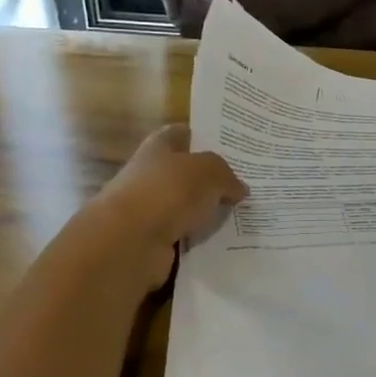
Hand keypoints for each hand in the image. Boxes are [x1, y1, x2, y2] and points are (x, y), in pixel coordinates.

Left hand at [83, 124, 246, 287]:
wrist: (130, 242)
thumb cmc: (168, 192)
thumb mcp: (210, 172)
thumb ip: (227, 176)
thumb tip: (239, 189)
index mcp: (159, 147)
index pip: (182, 134)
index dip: (204, 138)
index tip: (231, 148)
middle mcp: (151, 175)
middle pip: (186, 173)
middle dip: (212, 180)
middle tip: (245, 186)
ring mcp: (150, 210)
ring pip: (188, 207)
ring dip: (208, 213)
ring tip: (244, 216)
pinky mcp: (153, 241)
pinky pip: (186, 237)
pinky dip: (202, 239)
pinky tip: (227, 241)